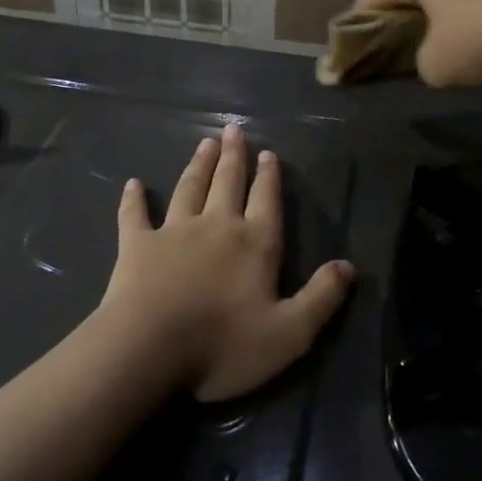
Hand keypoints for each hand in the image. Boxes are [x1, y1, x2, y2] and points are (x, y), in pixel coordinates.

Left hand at [100, 123, 354, 401]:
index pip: (266, 201)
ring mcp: (174, 232)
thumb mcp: (289, 333)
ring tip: (204, 143)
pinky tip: (133, 184)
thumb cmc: (222, 345)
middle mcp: (217, 226)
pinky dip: (134, 199)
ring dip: (198, 165)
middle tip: (233, 130)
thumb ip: (321, 298)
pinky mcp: (137, 245)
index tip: (267, 152)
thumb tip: (348, 266)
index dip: (269, 177)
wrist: (148, 350)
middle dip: (233, 156)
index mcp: (254, 244)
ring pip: (189, 189)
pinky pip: (135, 216)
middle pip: (228, 183)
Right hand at [352, 0, 481, 87]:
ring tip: (428, 52)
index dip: (356, 28)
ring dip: (429, 22)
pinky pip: (466, 0)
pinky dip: (458, 20)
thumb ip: (417, 62)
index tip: (351, 54)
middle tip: (387, 54)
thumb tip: (431, 57)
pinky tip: (468, 43)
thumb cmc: (481, 37)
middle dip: (394, 24)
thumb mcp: (435, 66)